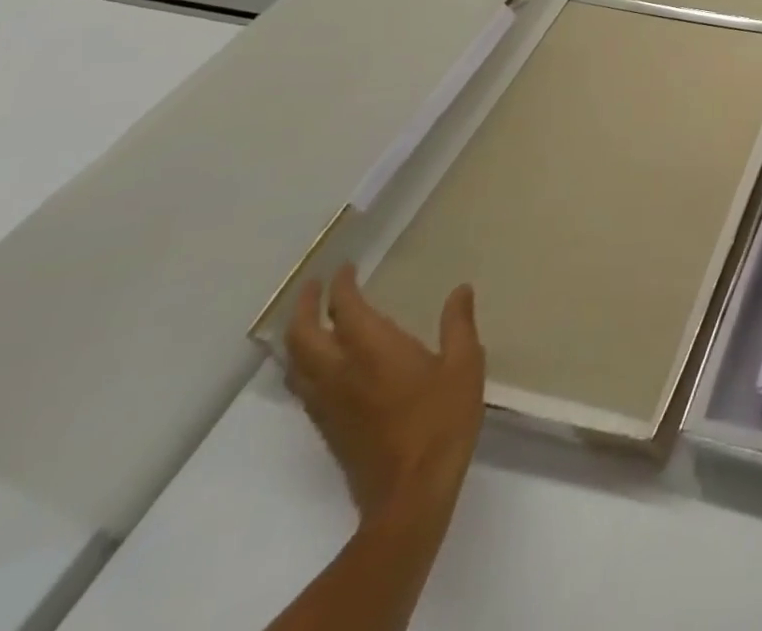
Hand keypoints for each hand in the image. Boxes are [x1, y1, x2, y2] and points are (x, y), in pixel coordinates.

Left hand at [284, 264, 485, 524]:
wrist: (410, 493)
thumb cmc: (442, 421)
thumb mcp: (465, 365)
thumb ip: (459, 324)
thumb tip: (460, 290)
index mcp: (374, 351)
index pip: (345, 310)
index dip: (340, 287)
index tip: (346, 268)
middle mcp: (341, 373)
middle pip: (302, 337)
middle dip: (303, 307)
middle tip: (313, 286)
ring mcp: (329, 404)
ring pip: (295, 364)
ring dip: (296, 336)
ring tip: (309, 320)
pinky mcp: (328, 428)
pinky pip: (303, 386)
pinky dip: (303, 363)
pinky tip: (321, 364)